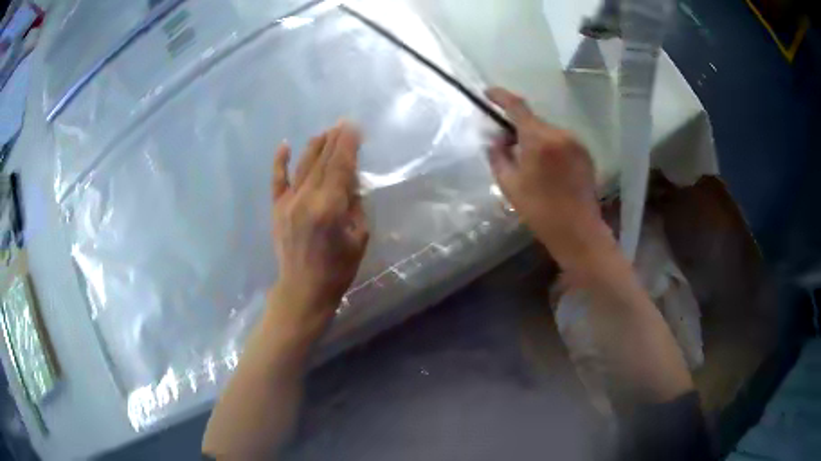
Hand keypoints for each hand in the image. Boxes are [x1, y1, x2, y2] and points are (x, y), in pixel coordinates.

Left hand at [270, 122, 368, 333]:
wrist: (303, 289)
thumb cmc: (337, 269)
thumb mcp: (359, 238)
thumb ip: (355, 206)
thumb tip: (351, 182)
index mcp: (330, 207)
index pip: (341, 166)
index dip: (348, 144)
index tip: (354, 127)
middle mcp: (307, 199)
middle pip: (323, 161)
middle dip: (334, 139)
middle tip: (343, 123)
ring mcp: (288, 202)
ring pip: (303, 165)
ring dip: (315, 146)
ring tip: (325, 132)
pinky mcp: (276, 209)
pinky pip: (277, 180)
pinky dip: (280, 161)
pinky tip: (285, 145)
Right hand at [485, 87, 610, 270]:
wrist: (578, 231)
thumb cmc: (540, 211)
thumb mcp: (509, 185)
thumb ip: (498, 156)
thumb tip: (496, 139)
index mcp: (539, 140)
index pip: (517, 106)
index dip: (500, 96)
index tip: (488, 93)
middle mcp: (560, 134)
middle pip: (533, 121)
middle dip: (517, 128)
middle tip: (507, 146)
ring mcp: (576, 142)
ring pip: (547, 131)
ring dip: (535, 139)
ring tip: (530, 164)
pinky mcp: (585, 153)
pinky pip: (561, 141)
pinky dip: (550, 147)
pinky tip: (548, 170)